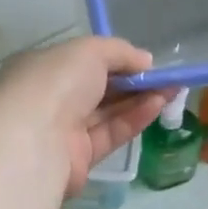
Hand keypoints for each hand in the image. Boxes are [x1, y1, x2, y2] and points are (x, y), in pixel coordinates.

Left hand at [0, 37, 171, 196]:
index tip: (144, 61)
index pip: (82, 61)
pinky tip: (158, 105)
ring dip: (140, 99)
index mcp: (42, 68)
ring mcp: (65, 130)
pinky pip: (111, 133)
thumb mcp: (89, 50)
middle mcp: (51, 99)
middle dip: (133, 81)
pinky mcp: (81, 158)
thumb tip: (145, 61)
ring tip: (172, 89)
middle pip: (99, 88)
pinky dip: (134, 118)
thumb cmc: (56, 83)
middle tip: (167, 77)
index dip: (115, 60)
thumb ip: (120, 52)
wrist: (36, 140)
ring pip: (108, 112)